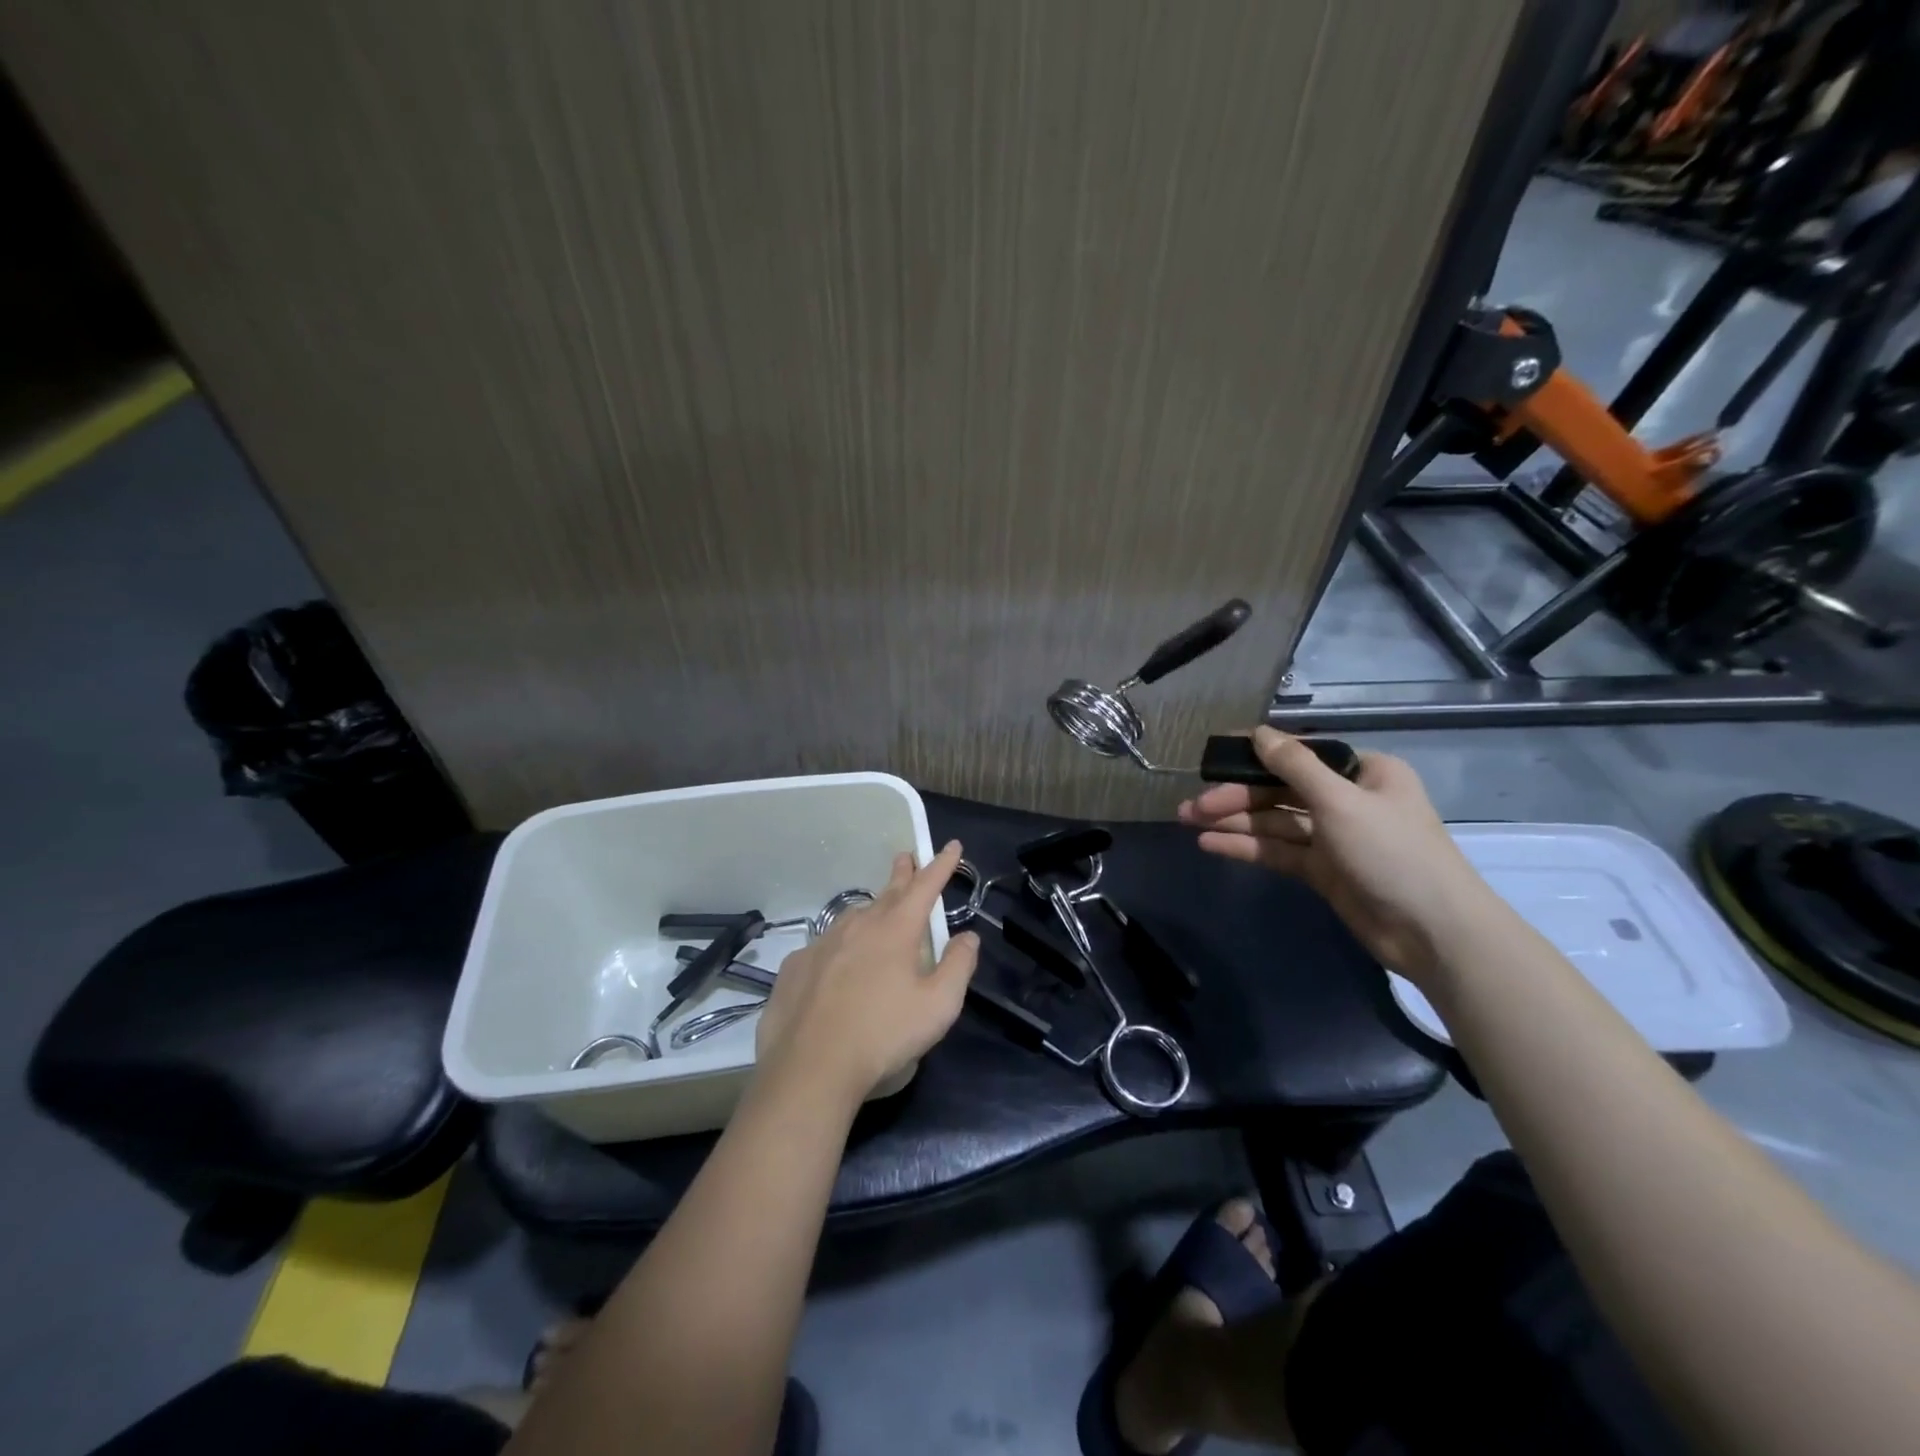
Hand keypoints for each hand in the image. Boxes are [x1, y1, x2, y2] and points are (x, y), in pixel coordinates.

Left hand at [754, 841, 979, 1102]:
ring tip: (877, 915)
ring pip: (853, 918)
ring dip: (871, 910)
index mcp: (896, 930)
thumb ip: (958, 966)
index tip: (951, 846)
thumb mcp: (938, 1006)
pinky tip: (838, 966)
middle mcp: (858, 926)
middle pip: (886, 892)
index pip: (925, 886)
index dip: (941, 865)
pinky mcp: (796, 967)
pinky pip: (825, 947)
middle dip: (902, 874)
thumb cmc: (883, 1035)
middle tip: (906, 857)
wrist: (810, 1067)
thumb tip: (968, 937)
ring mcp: (822, 944)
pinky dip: (839, 947)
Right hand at [1177, 728, 1493, 984]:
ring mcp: (1333, 837)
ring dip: (1233, 821)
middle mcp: (1346, 800)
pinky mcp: (1322, 871)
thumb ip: (1295, 766)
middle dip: (1235, 796)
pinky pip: (1277, 851)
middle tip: (1192, 805)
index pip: (1299, 755)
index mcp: (1363, 773)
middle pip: (1280, 790)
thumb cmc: (1393, 853)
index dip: (1254, 755)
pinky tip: (1210, 844)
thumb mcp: (1341, 801)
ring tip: (1188, 821)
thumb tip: (1258, 732)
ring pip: (1274, 822)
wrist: (1434, 932)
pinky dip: (1246, 846)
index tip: (1212, 757)